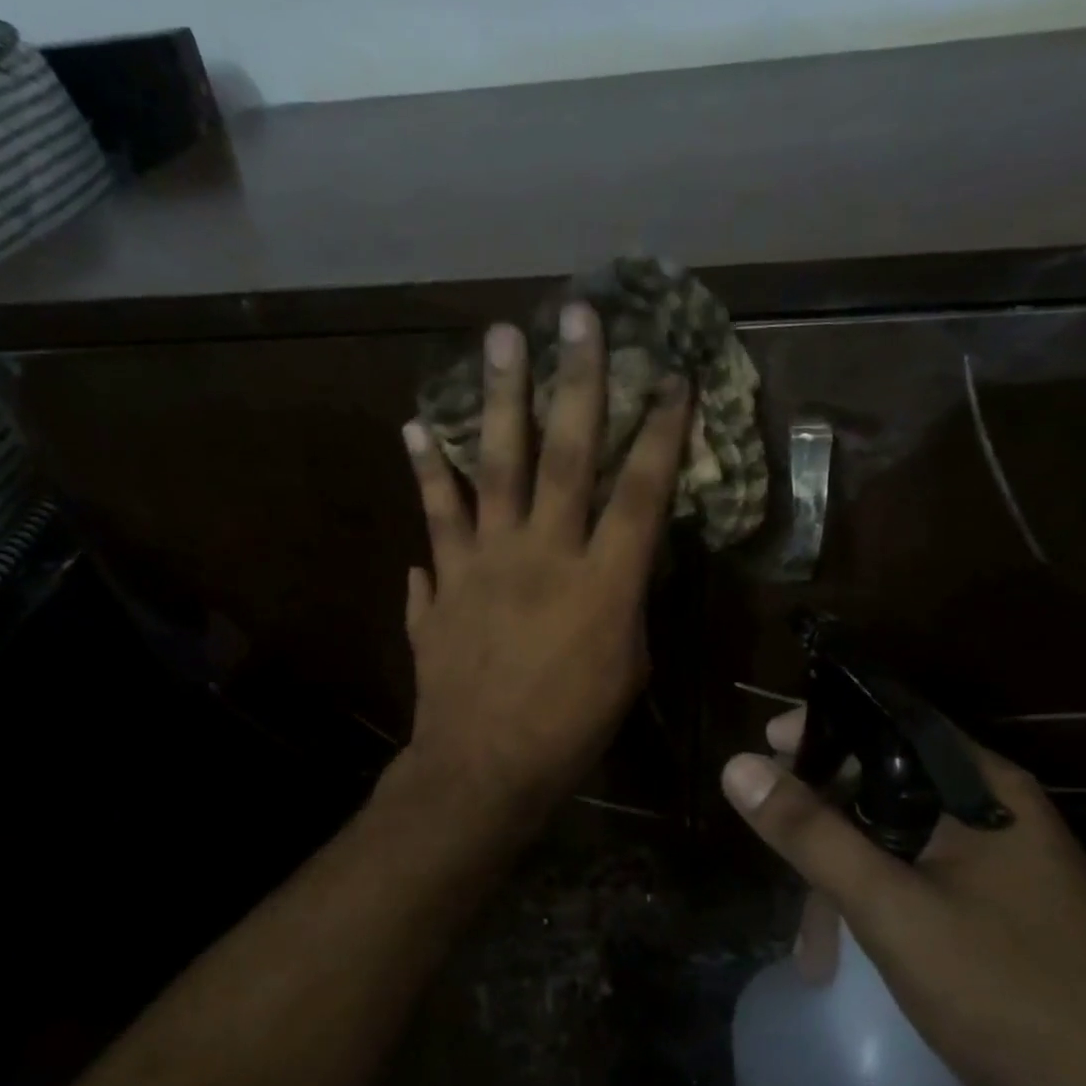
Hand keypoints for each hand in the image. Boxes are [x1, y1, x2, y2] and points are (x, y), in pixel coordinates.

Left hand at [400, 304, 690, 831]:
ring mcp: (485, 563)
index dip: (661, 431)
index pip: (642, 492)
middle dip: (576, 381)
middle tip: (575, 316)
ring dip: (498, 401)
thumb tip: (619, 554)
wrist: (484, 769)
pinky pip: (434, 519)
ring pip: (495, 468)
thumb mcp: (627, 666)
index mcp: (604, 583)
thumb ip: (623, 599)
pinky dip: (426, 474)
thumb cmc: (571, 729)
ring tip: (497, 340)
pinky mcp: (443, 582)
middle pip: (566, 455)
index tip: (672, 376)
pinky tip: (413, 427)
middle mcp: (544, 556)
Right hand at [723, 708, 1085, 1085]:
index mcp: (978, 786)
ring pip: (892, 834)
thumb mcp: (895, 912)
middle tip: (771, 841)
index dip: (818, 725)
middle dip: (819, 812)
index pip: (884, 719)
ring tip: (809, 942)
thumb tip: (736, 765)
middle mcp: (988, 809)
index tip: (762, 746)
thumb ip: (812, 834)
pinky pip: (912, 877)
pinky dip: (871, 901)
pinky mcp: (994, 908)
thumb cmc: (1014, 996)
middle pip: (880, 778)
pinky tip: (842, 952)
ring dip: (841, 871)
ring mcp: (995, 862)